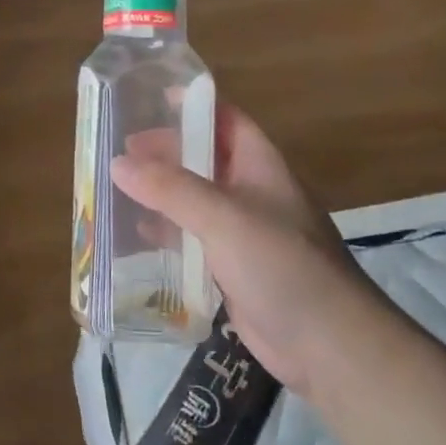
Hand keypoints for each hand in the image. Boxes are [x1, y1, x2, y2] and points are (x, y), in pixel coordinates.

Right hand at [110, 104, 389, 395]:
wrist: (329, 345)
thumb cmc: (283, 266)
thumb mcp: (223, 218)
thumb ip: (170, 189)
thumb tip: (118, 164)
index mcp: (260, 168)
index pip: (226, 121)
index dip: (192, 106)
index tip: (148, 99)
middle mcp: (252, 194)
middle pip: (204, 160)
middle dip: (165, 154)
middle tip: (120, 153)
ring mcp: (244, 235)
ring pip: (195, 202)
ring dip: (160, 195)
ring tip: (116, 190)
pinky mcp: (233, 271)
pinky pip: (193, 242)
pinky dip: (166, 235)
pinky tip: (137, 238)